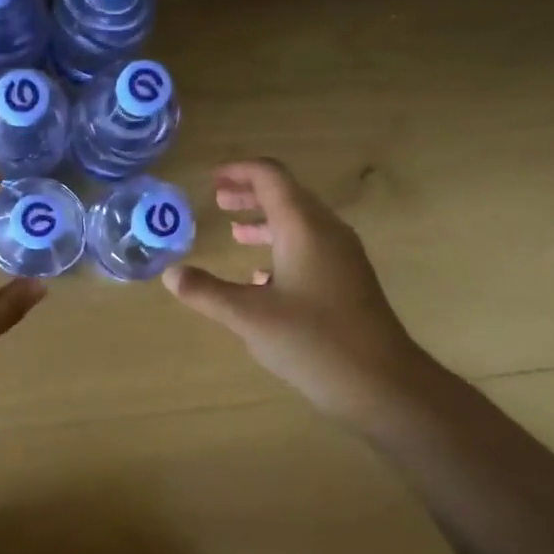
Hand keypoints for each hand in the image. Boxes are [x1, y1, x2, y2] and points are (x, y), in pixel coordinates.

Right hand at [162, 159, 432, 427]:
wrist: (382, 383)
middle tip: (218, 199)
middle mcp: (326, 232)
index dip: (239, 171)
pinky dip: (281, 247)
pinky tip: (260, 276)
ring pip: (299, 223)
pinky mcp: (348, 280)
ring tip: (235, 230)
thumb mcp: (249, 317)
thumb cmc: (313, 341)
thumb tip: (172, 273)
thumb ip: (206, 292)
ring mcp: (342, 257)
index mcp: (304, 228)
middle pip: (287, 195)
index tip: (211, 178)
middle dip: (250, 193)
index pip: (271, 177)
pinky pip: (310, 248)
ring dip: (265, 221)